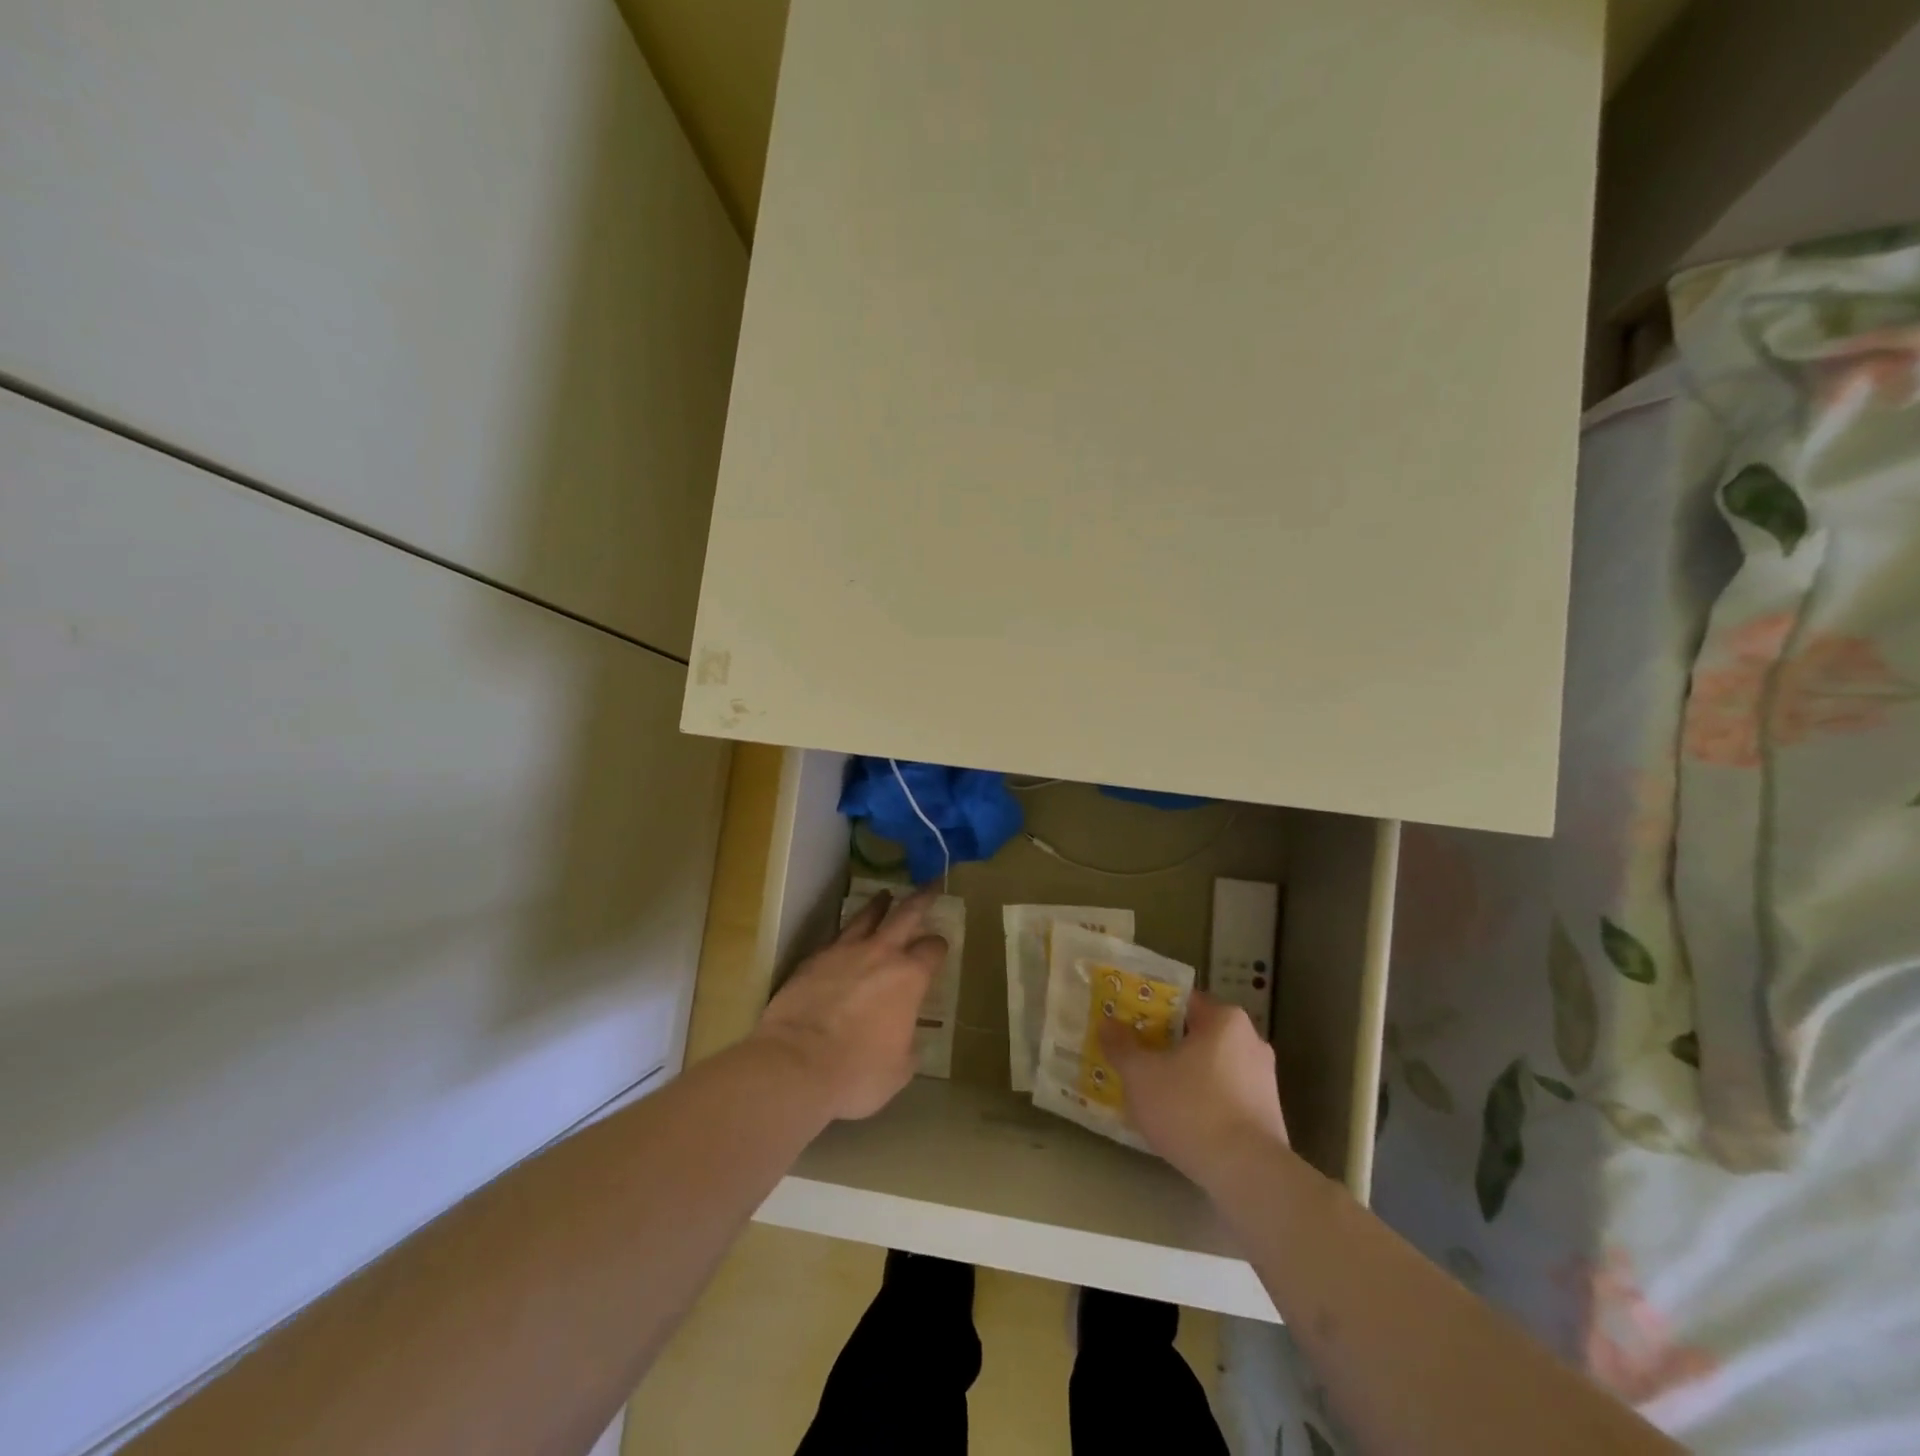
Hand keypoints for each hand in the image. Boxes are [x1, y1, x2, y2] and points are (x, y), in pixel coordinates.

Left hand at [752, 889, 946, 1121]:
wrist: (796, 1064)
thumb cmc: (857, 1072)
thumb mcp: (898, 1069)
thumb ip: (907, 1046)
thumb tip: (905, 1039)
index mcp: (910, 977)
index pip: (932, 948)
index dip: (939, 946)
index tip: (940, 946)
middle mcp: (880, 954)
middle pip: (906, 914)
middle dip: (921, 899)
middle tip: (930, 885)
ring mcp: (843, 952)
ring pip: (866, 916)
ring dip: (879, 905)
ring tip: (885, 895)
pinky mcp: (813, 959)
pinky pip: (835, 937)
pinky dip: (846, 933)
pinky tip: (844, 937)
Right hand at [1099, 991, 1288, 1189]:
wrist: (1248, 1175)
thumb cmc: (1191, 1109)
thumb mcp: (1141, 1075)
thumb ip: (1121, 1045)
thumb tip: (1106, 1023)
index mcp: (1225, 1019)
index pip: (1181, 1001)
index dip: (1151, 1009)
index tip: (1128, 1023)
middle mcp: (1251, 1041)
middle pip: (1197, 1033)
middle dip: (1166, 1044)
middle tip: (1136, 1056)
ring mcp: (1264, 1079)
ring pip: (1211, 1066)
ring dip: (1185, 1074)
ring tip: (1153, 1092)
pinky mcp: (1268, 1114)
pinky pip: (1226, 1095)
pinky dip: (1204, 1100)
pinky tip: (1181, 1120)